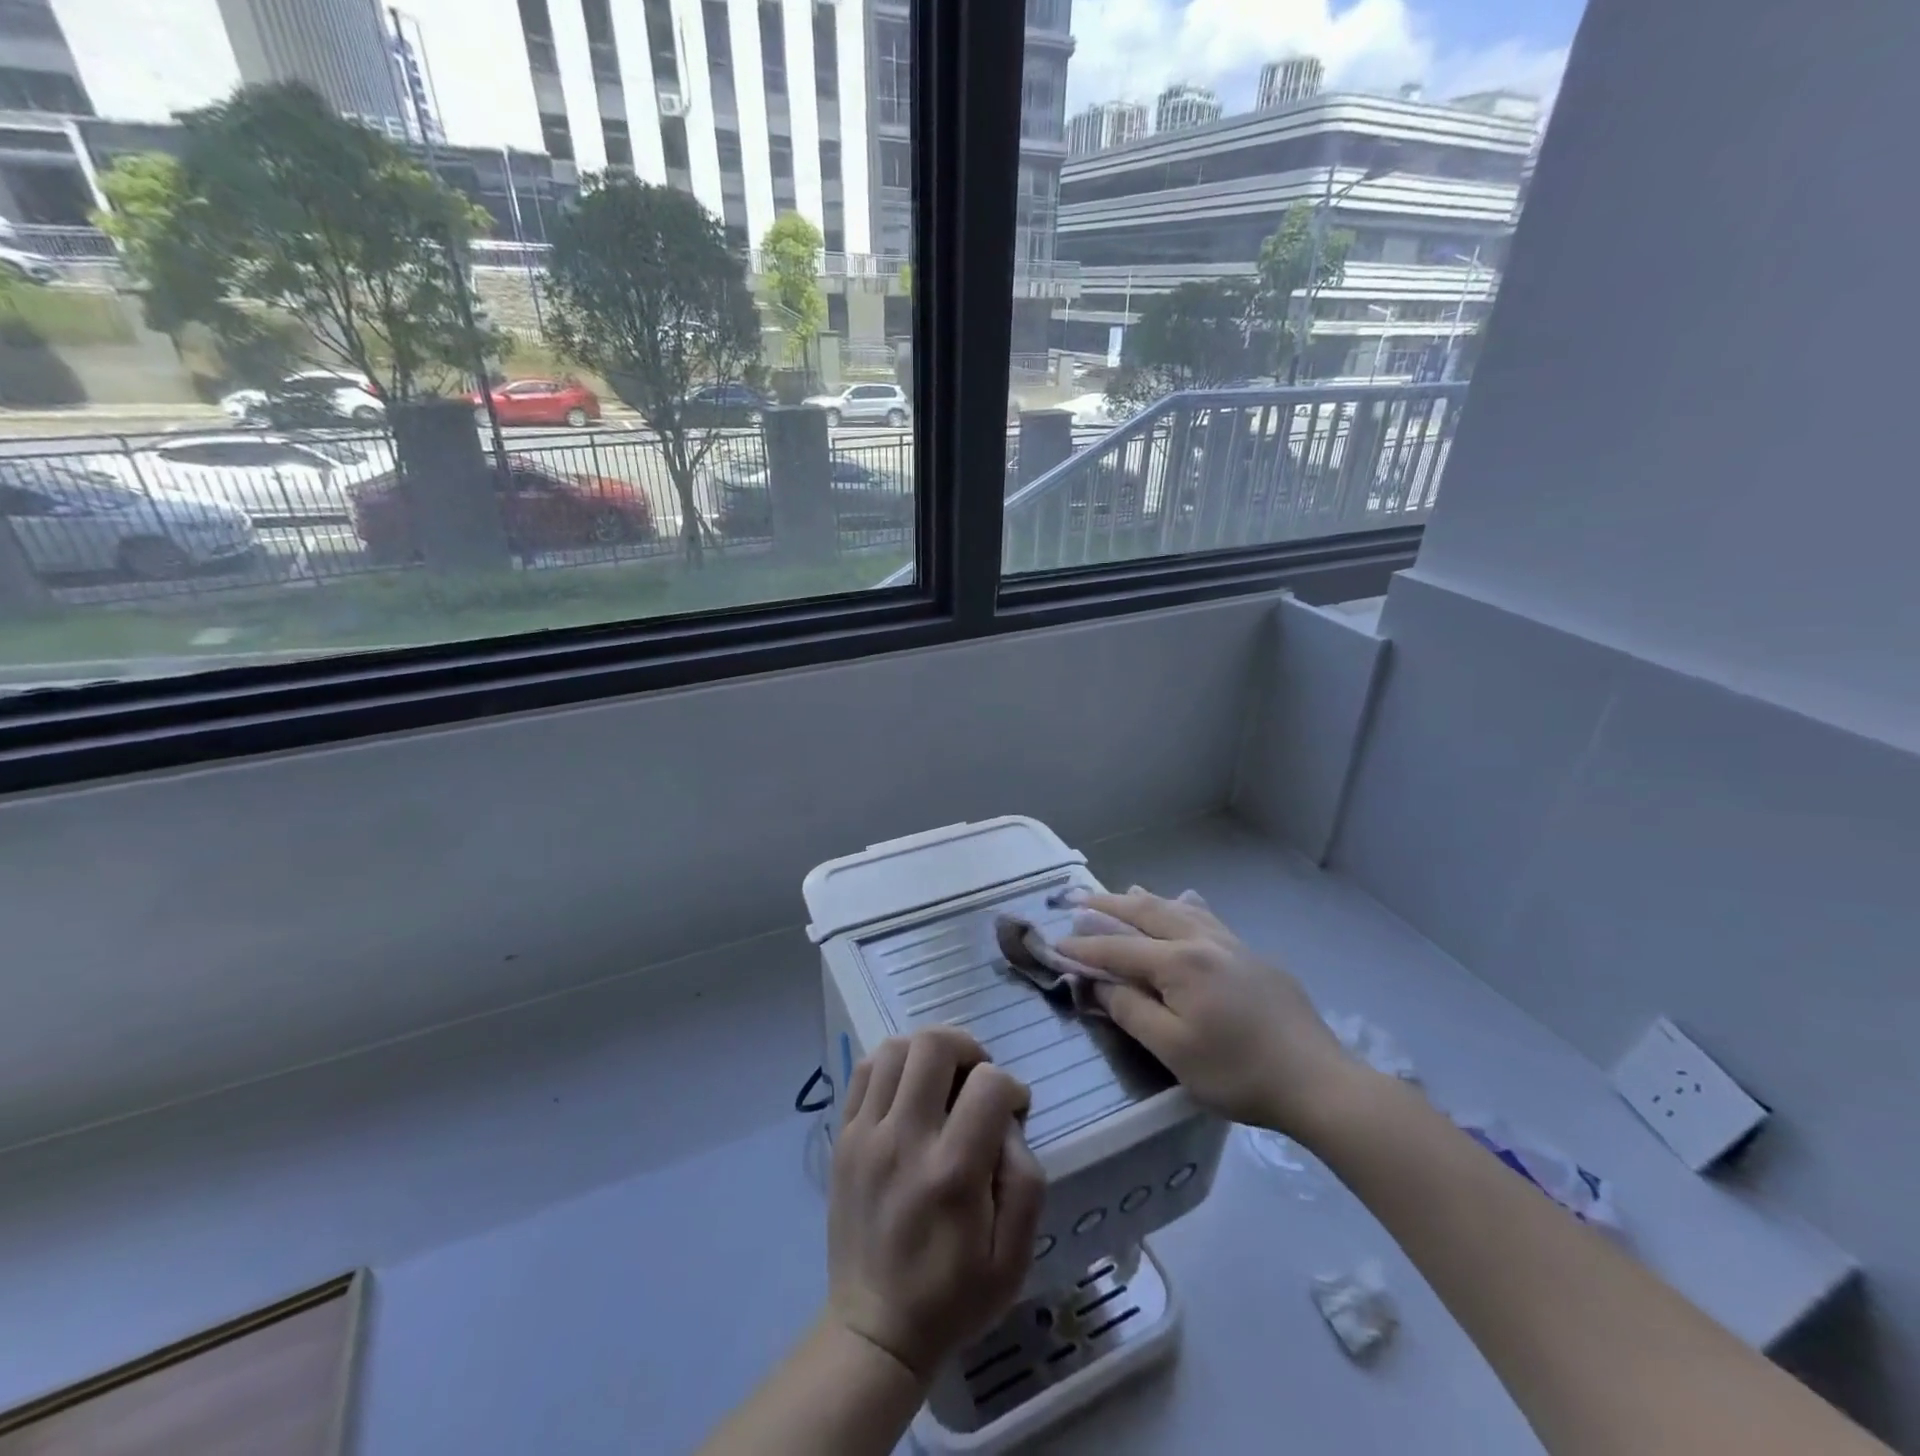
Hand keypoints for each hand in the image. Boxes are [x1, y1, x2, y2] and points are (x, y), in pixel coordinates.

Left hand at [828, 1025, 1045, 1382]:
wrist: (874, 1330)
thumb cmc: (953, 1296)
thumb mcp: (1013, 1257)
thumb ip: (1026, 1181)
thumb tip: (1009, 1122)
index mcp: (952, 1172)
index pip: (988, 1084)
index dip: (1011, 1088)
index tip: (1013, 1112)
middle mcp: (904, 1140)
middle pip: (934, 1045)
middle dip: (968, 1048)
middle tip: (977, 1079)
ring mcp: (865, 1134)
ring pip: (895, 1047)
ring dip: (927, 1051)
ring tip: (942, 1079)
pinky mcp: (843, 1137)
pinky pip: (864, 1070)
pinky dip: (892, 1064)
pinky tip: (907, 1090)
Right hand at [1060, 888, 1355, 1136]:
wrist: (1317, 1081)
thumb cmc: (1238, 1072)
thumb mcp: (1173, 1050)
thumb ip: (1131, 1010)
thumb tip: (1100, 983)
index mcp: (1179, 962)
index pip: (1118, 950)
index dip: (1084, 949)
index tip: (1055, 944)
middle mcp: (1201, 941)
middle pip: (1146, 914)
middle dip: (1108, 907)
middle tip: (1078, 899)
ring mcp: (1231, 944)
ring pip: (1178, 909)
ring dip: (1144, 900)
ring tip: (1123, 891)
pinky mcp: (1252, 956)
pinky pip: (1207, 918)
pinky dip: (1184, 906)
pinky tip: (1187, 902)